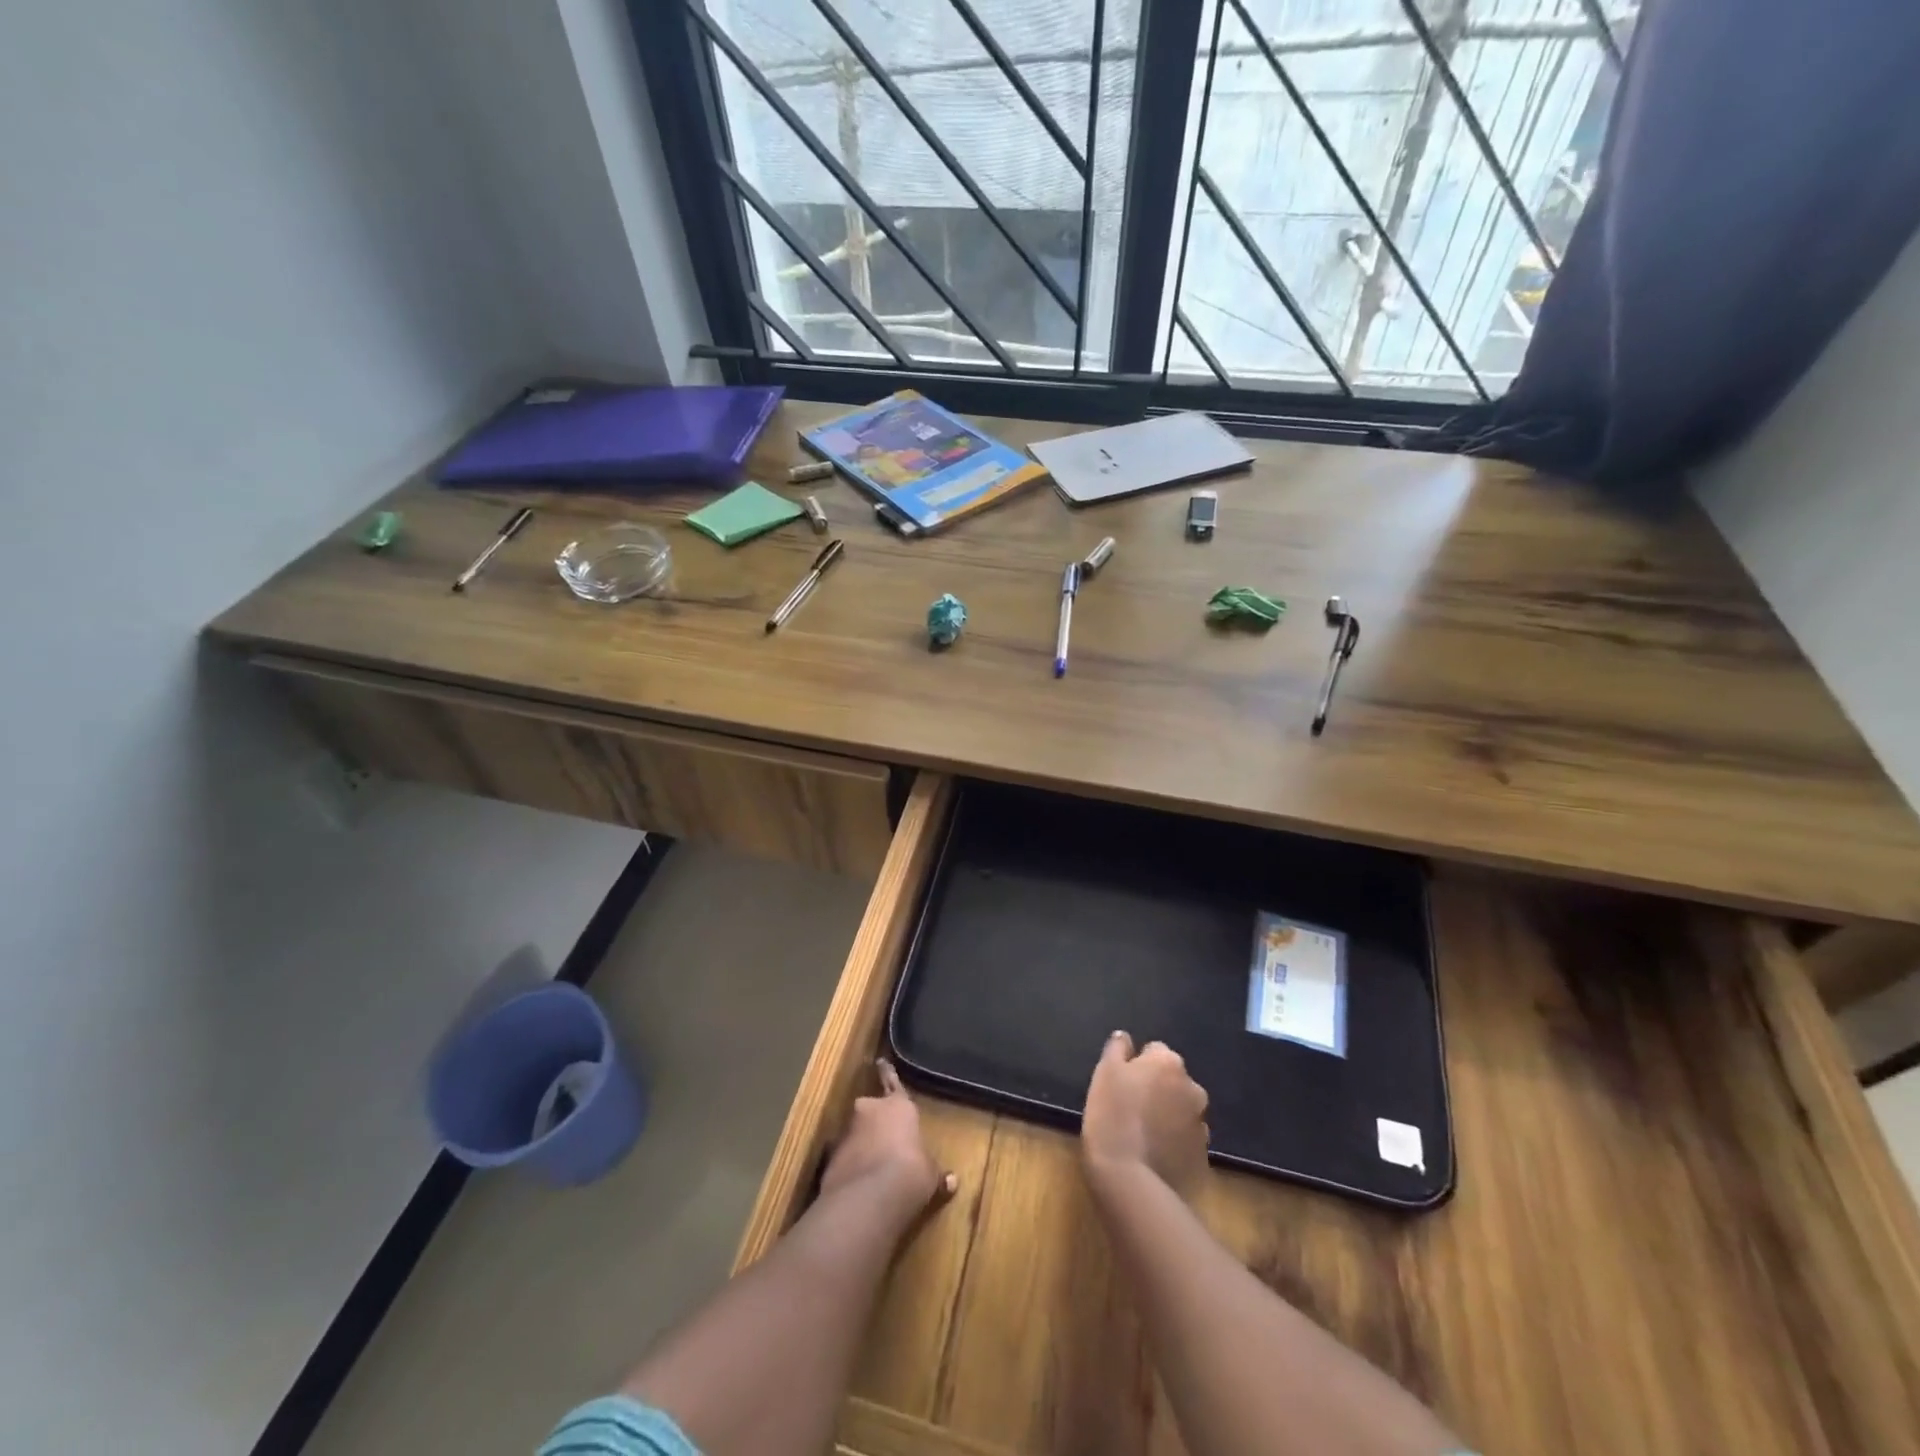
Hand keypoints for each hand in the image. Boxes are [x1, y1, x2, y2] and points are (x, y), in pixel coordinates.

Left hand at [819, 1059, 954, 1219]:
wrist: (868, 1198)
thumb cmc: (910, 1172)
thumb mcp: (930, 1174)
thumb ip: (936, 1172)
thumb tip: (952, 1181)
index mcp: (898, 1106)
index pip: (893, 1082)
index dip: (888, 1072)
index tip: (880, 1060)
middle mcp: (869, 1111)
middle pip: (871, 1109)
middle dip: (875, 1121)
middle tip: (884, 1138)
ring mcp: (847, 1133)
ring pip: (856, 1133)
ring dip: (862, 1145)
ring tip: (873, 1168)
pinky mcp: (830, 1158)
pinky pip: (845, 1157)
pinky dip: (851, 1166)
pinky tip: (859, 1185)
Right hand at [1081, 1031, 1209, 1199]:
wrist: (1129, 1178)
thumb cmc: (1112, 1114)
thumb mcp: (1105, 1072)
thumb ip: (1117, 1048)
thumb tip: (1125, 1037)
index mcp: (1169, 1063)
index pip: (1154, 1051)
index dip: (1136, 1065)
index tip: (1121, 1083)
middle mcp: (1193, 1088)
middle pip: (1172, 1081)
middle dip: (1158, 1089)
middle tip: (1131, 1107)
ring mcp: (1202, 1125)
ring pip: (1181, 1111)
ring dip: (1167, 1116)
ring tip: (1142, 1135)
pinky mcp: (1203, 1158)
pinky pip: (1185, 1141)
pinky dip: (1173, 1143)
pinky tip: (1153, 1155)